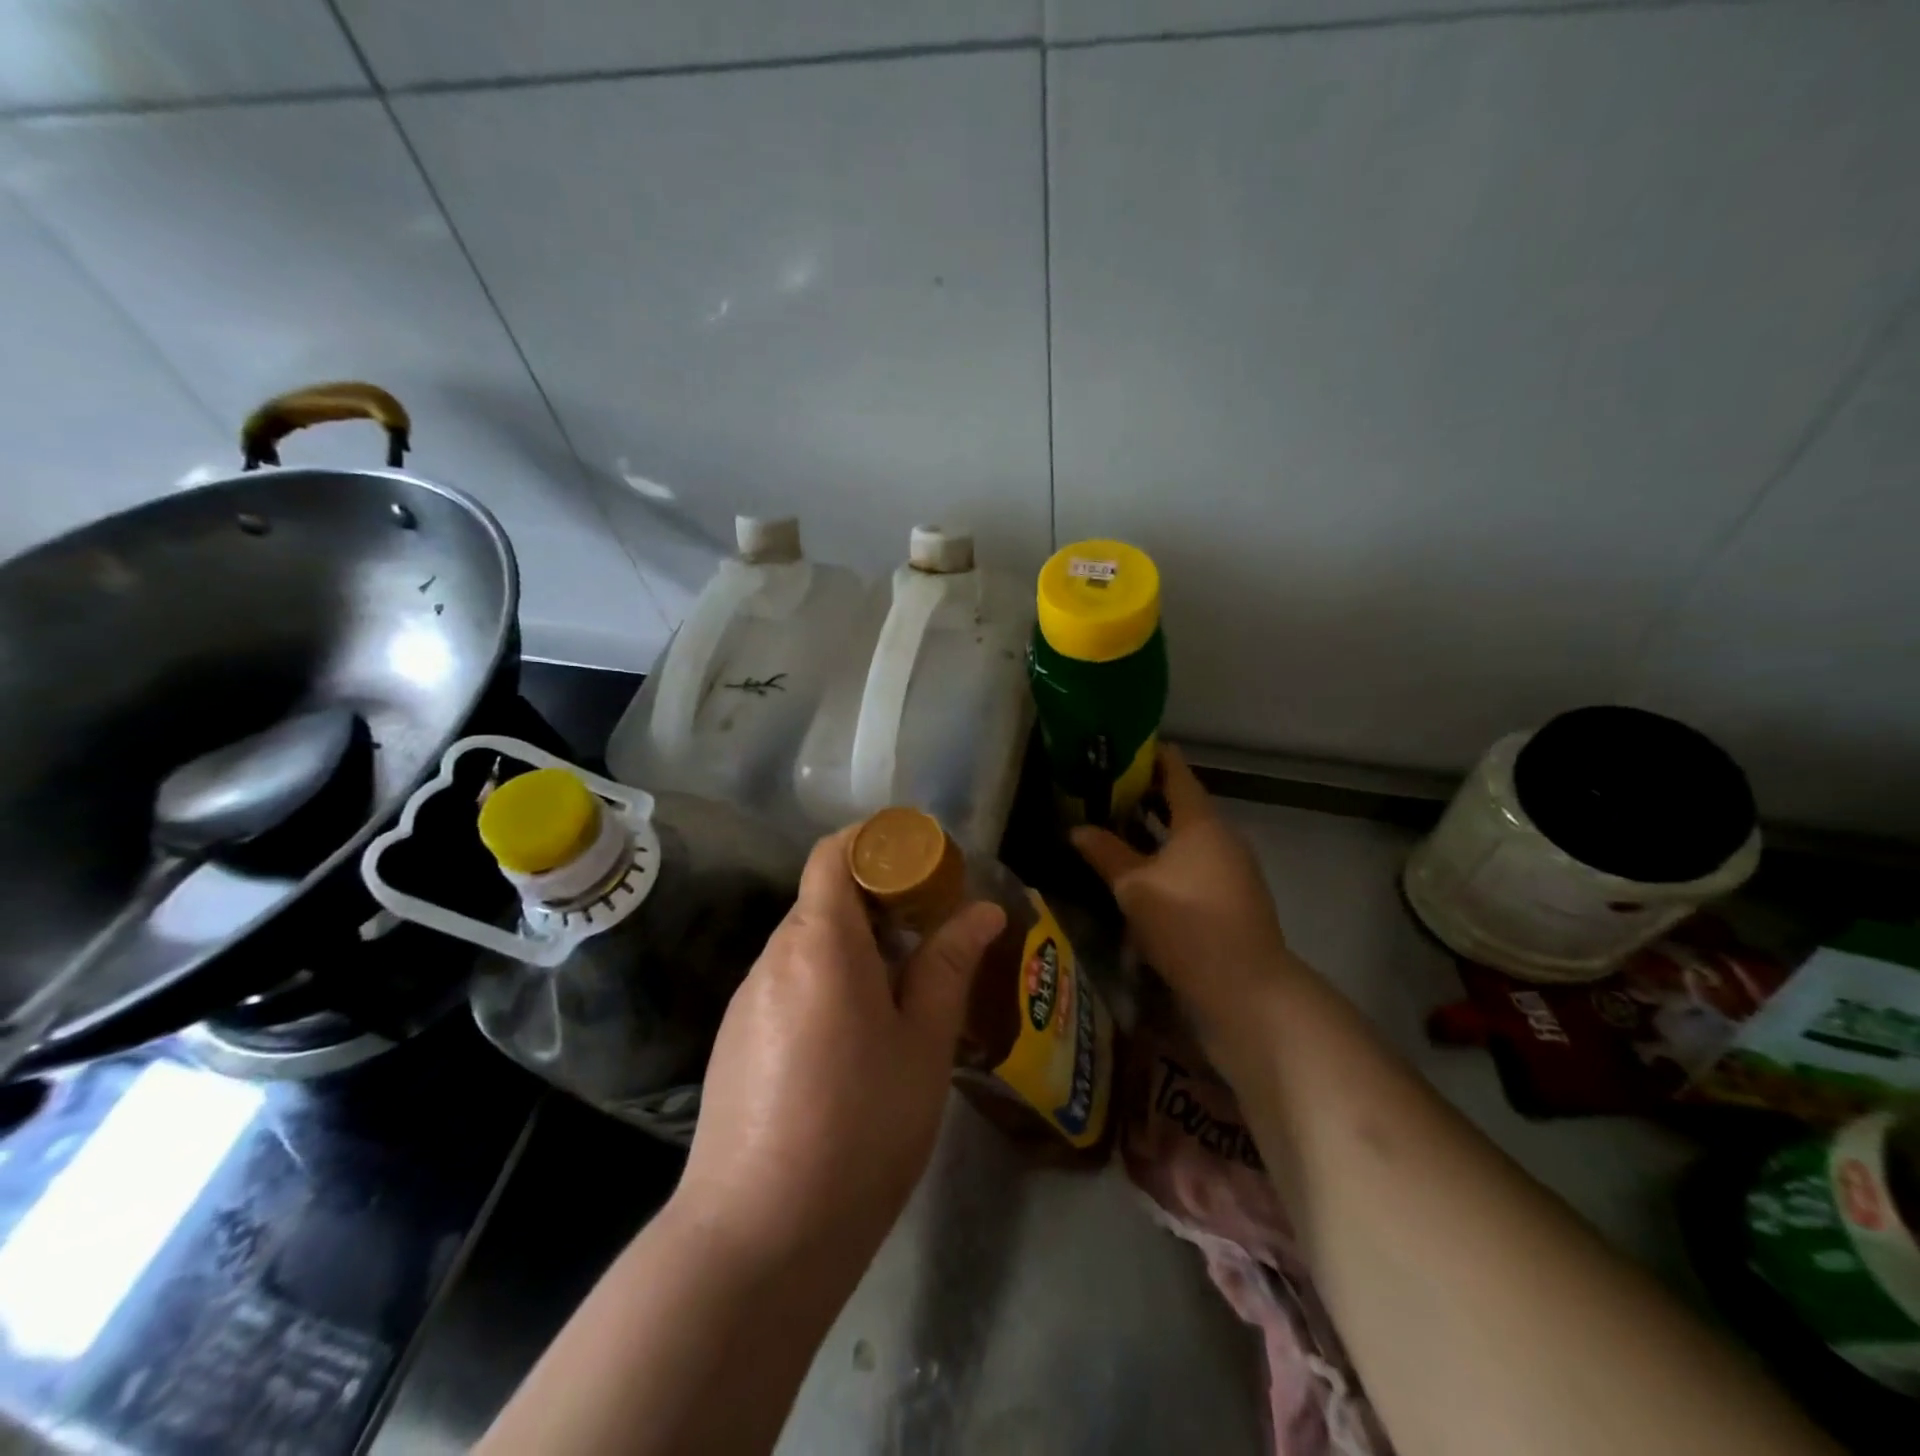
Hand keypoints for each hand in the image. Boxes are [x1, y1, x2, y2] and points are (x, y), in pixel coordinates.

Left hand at [674, 827, 1005, 1273]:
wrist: (756, 1237)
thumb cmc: (860, 1128)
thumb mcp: (923, 1044)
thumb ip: (949, 966)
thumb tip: (983, 911)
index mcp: (819, 943)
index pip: (833, 853)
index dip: (875, 842)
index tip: (922, 861)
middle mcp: (772, 957)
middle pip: (823, 898)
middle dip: (877, 899)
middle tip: (930, 930)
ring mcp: (746, 999)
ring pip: (806, 944)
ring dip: (853, 945)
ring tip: (902, 988)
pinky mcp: (735, 1039)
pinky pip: (787, 983)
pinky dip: (825, 981)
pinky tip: (854, 1037)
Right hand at [1072, 746, 1295, 1043]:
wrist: (1247, 987)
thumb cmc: (1186, 923)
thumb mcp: (1134, 887)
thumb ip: (1105, 853)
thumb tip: (1076, 828)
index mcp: (1201, 821)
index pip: (1175, 770)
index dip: (1147, 756)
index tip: (1116, 750)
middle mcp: (1222, 834)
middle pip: (1182, 801)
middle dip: (1144, 794)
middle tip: (1103, 791)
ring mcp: (1234, 865)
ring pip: (1189, 834)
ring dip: (1156, 827)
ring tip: (1116, 827)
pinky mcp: (1235, 894)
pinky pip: (1197, 859)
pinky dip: (1170, 853)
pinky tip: (1144, 870)